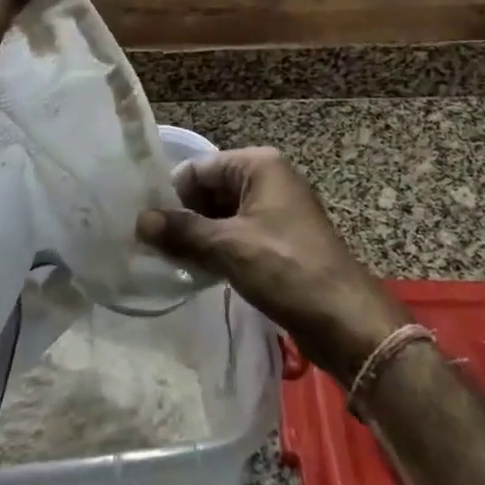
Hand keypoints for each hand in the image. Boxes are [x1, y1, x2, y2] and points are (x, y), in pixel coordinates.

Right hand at [137, 149, 410, 383]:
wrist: (345, 319)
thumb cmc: (287, 269)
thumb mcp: (229, 247)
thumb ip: (182, 231)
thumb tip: (139, 220)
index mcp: (259, 165)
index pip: (199, 168)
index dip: (171, 194)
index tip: (143, 222)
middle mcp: (267, 179)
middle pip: (209, 189)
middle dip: (182, 216)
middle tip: (149, 245)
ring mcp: (274, 210)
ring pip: (221, 214)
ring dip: (197, 235)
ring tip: (165, 260)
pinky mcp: (277, 240)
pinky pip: (236, 234)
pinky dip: (215, 248)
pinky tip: (193, 270)